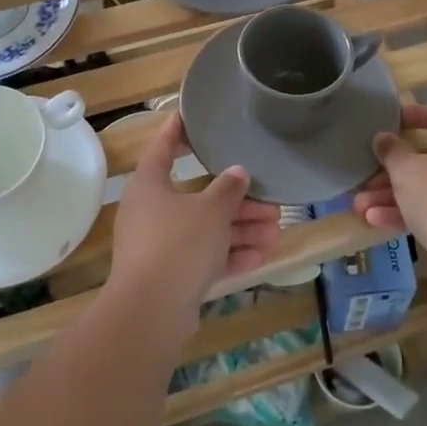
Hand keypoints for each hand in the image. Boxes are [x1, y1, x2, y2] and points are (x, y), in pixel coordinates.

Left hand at [108, 111, 280, 334]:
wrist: (151, 312)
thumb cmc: (178, 244)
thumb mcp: (210, 211)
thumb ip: (227, 189)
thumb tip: (238, 173)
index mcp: (150, 184)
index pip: (164, 146)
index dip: (178, 129)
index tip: (192, 114)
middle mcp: (151, 210)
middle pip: (197, 195)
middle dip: (236, 199)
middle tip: (269, 199)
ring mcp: (159, 245)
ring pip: (205, 229)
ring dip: (240, 229)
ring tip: (276, 230)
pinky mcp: (170, 275)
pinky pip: (204, 257)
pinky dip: (229, 255)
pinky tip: (261, 257)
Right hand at [353, 105, 426, 275]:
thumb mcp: (407, 169)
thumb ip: (392, 151)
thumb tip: (384, 138)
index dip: (418, 114)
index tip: (393, 120)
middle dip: (393, 169)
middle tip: (367, 174)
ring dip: (392, 195)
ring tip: (360, 205)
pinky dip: (407, 214)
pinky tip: (374, 221)